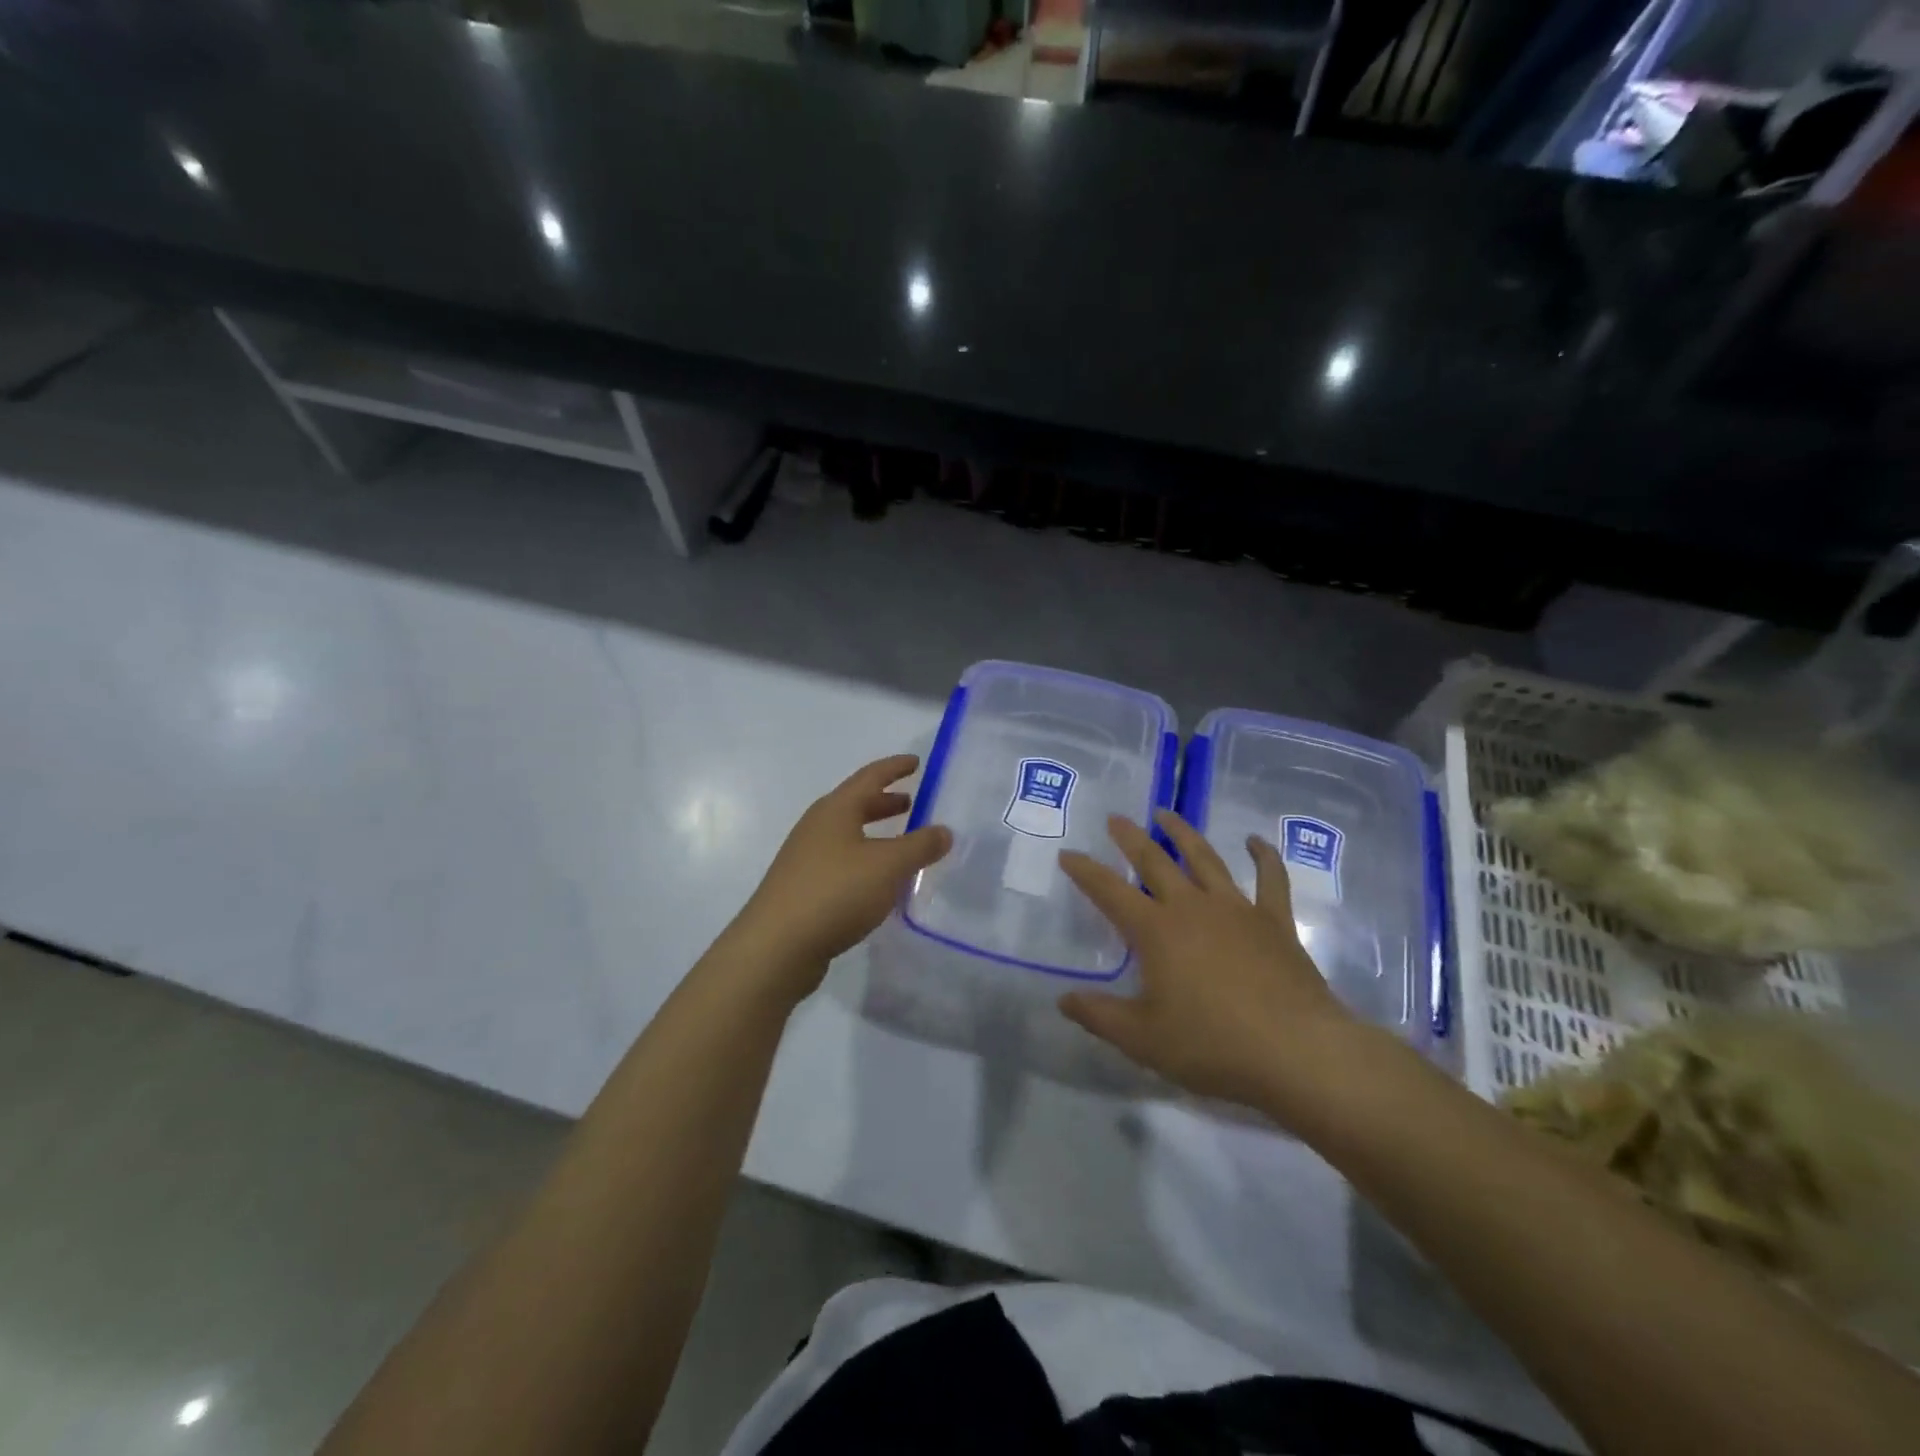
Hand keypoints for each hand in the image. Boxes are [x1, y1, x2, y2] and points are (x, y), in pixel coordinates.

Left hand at [727, 754, 950, 1004]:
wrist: (776, 947)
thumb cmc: (835, 892)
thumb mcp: (888, 866)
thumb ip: (920, 846)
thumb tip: (944, 830)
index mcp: (836, 810)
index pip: (870, 776)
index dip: (895, 768)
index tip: (916, 762)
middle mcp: (818, 827)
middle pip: (856, 804)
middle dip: (885, 802)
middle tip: (913, 803)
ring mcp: (806, 858)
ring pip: (848, 835)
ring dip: (876, 833)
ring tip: (902, 843)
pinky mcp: (803, 888)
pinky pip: (842, 862)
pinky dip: (865, 861)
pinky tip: (879, 882)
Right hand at [1058, 810, 1366, 1115]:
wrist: (1297, 1052)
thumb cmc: (1213, 1045)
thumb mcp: (1143, 1039)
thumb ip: (1099, 1016)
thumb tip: (1063, 999)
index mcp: (1156, 931)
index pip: (1109, 892)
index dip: (1085, 871)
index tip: (1068, 853)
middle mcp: (1192, 907)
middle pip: (1155, 861)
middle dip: (1131, 838)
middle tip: (1116, 819)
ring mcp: (1237, 910)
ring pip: (1205, 859)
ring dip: (1183, 833)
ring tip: (1167, 814)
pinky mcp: (1275, 922)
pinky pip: (1270, 879)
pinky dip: (1263, 856)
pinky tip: (1256, 841)